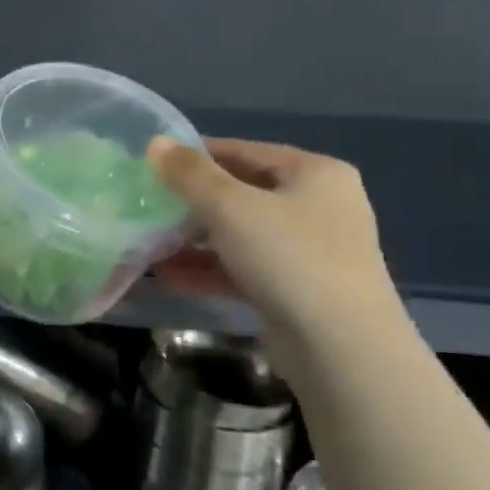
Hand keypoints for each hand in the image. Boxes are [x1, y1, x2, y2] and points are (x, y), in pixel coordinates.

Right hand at [146, 137, 396, 335]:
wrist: (341, 347)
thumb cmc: (289, 257)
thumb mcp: (231, 207)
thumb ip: (190, 174)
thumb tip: (155, 143)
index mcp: (315, 173)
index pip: (246, 151)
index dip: (198, 155)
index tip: (154, 165)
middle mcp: (318, 206)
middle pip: (242, 194)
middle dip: (192, 204)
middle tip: (148, 207)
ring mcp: (309, 251)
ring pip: (240, 235)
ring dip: (194, 241)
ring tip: (148, 244)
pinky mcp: (296, 290)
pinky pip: (244, 269)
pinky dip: (209, 270)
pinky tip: (167, 276)